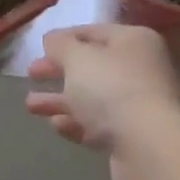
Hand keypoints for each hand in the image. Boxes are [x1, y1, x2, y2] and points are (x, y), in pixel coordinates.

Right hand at [26, 24, 179, 179]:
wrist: (148, 148)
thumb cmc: (111, 88)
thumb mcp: (77, 58)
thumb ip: (60, 45)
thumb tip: (52, 39)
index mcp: (134, 40)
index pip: (94, 31)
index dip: (64, 38)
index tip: (39, 47)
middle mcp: (141, 68)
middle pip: (93, 66)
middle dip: (59, 70)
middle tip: (31, 74)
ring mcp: (139, 104)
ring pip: (93, 97)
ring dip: (61, 100)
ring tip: (31, 106)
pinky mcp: (133, 137)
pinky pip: (99, 124)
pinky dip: (77, 122)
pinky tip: (56, 125)